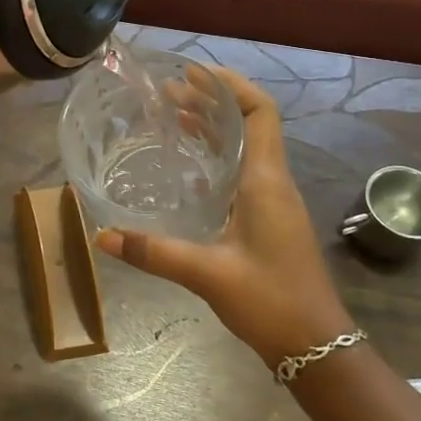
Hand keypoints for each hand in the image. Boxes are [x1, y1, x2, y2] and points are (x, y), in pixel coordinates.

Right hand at [97, 68, 354, 363]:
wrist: (318, 347)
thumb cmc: (271, 302)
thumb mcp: (207, 274)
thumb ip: (154, 252)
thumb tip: (102, 236)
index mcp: (266, 181)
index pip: (260, 112)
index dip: (231, 85)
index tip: (194, 73)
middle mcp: (273, 181)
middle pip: (249, 123)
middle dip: (211, 101)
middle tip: (168, 90)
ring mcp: (274, 201)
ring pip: (246, 146)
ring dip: (213, 126)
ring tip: (172, 114)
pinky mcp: (269, 219)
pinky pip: (242, 170)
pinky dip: (216, 156)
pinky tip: (187, 167)